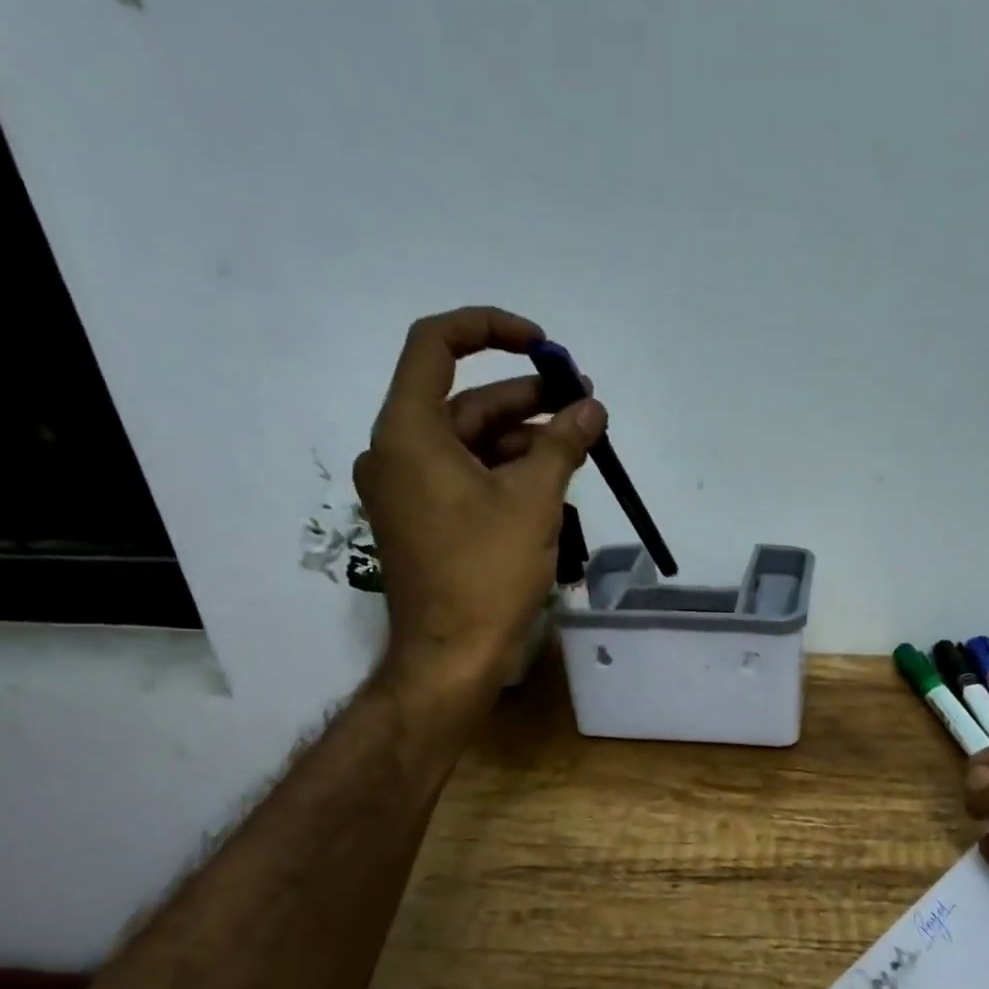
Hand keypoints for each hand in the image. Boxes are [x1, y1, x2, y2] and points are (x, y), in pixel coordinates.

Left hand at [354, 306, 606, 690]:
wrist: (451, 658)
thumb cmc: (486, 574)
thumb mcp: (534, 501)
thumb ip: (563, 444)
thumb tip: (592, 408)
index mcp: (408, 433)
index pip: (436, 346)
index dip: (490, 329)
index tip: (543, 346)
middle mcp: (396, 452)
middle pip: (464, 401)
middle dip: (527, 398)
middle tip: (584, 402)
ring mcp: (407, 489)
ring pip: (470, 442)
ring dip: (524, 438)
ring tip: (580, 443)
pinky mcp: (423, 519)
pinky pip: (465, 475)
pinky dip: (506, 470)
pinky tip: (551, 479)